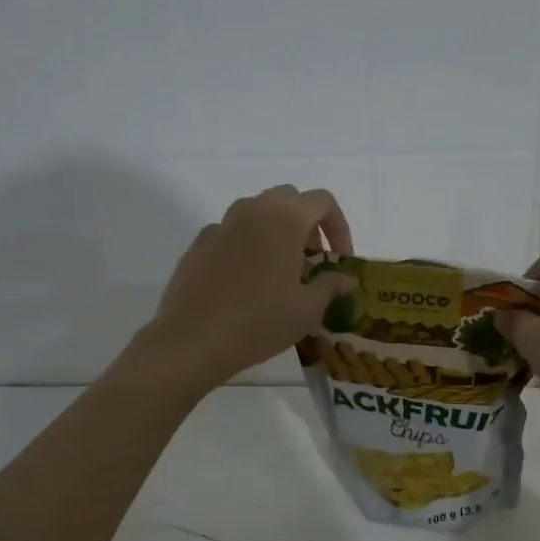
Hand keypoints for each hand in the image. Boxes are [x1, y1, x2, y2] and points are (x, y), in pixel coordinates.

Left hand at [141, 185, 356, 390]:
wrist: (192, 340)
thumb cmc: (260, 322)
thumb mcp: (307, 309)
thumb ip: (331, 286)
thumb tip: (347, 278)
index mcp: (284, 219)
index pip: (322, 201)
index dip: (339, 227)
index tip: (339, 260)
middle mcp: (251, 211)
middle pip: (288, 199)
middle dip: (307, 224)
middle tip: (313, 261)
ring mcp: (221, 225)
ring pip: (258, 213)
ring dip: (277, 232)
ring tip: (282, 272)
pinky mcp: (198, 244)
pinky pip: (232, 234)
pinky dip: (248, 246)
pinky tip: (247, 283)